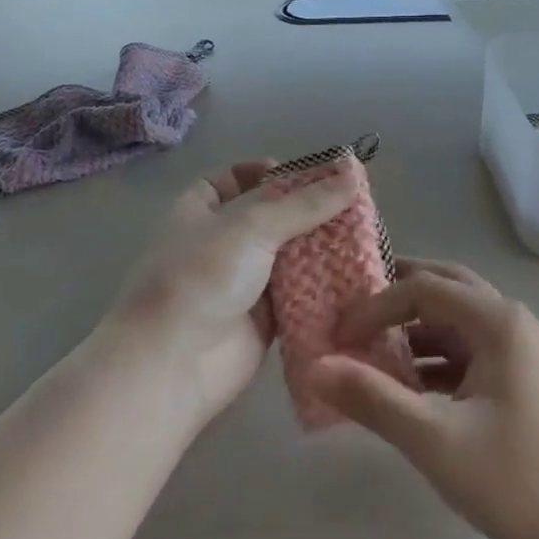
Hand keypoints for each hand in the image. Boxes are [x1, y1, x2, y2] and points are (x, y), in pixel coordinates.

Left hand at [108, 157, 358, 427]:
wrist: (172, 365)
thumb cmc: (202, 277)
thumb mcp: (253, 226)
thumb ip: (306, 203)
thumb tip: (353, 173)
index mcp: (200, 211)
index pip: (232, 180)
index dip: (265, 173)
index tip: (308, 174)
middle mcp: (220, 244)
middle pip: (269, 218)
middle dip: (308, 211)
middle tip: (355, 203)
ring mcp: (240, 283)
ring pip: (287, 258)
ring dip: (320, 248)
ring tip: (366, 234)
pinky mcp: (262, 321)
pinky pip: (297, 295)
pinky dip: (322, 286)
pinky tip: (357, 274)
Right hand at [310, 261, 538, 538]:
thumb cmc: (521, 478)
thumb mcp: (438, 442)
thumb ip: (375, 400)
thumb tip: (316, 367)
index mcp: (495, 320)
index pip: (421, 288)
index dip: (374, 306)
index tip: (337, 337)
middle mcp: (509, 320)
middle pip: (443, 288)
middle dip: (397, 298)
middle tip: (353, 314)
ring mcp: (520, 349)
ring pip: (457, 321)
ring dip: (416, 331)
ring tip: (372, 355)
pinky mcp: (523, 379)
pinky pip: (470, 351)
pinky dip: (436, 360)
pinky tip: (411, 389)